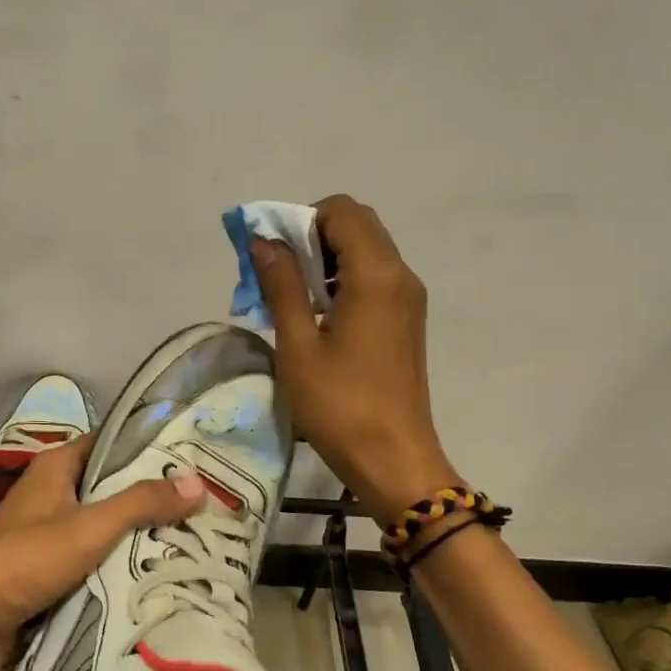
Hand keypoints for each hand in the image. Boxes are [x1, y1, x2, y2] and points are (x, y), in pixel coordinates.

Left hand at [0, 434, 205, 670]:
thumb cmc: (26, 560)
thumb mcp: (89, 527)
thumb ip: (140, 503)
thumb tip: (197, 482)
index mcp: (56, 467)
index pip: (110, 442)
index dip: (147, 446)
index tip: (191, 456)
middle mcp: (53, 492)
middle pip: (111, 486)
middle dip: (151, 497)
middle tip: (204, 504)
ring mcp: (50, 532)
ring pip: (105, 526)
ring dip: (138, 535)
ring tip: (193, 539)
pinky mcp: (49, 569)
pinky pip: (94, 559)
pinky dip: (119, 565)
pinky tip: (157, 574)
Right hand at [252, 194, 463, 524]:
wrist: (394, 460)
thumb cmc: (339, 404)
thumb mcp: (297, 344)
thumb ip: (281, 284)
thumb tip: (263, 240)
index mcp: (375, 275)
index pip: (341, 211)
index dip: (300, 219)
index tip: (272, 254)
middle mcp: (400, 275)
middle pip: (356, 224)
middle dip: (310, 234)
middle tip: (277, 272)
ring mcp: (407, 298)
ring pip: (365, 250)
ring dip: (324, 257)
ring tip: (290, 296)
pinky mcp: (406, 319)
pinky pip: (373, 276)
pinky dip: (341, 278)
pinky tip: (316, 315)